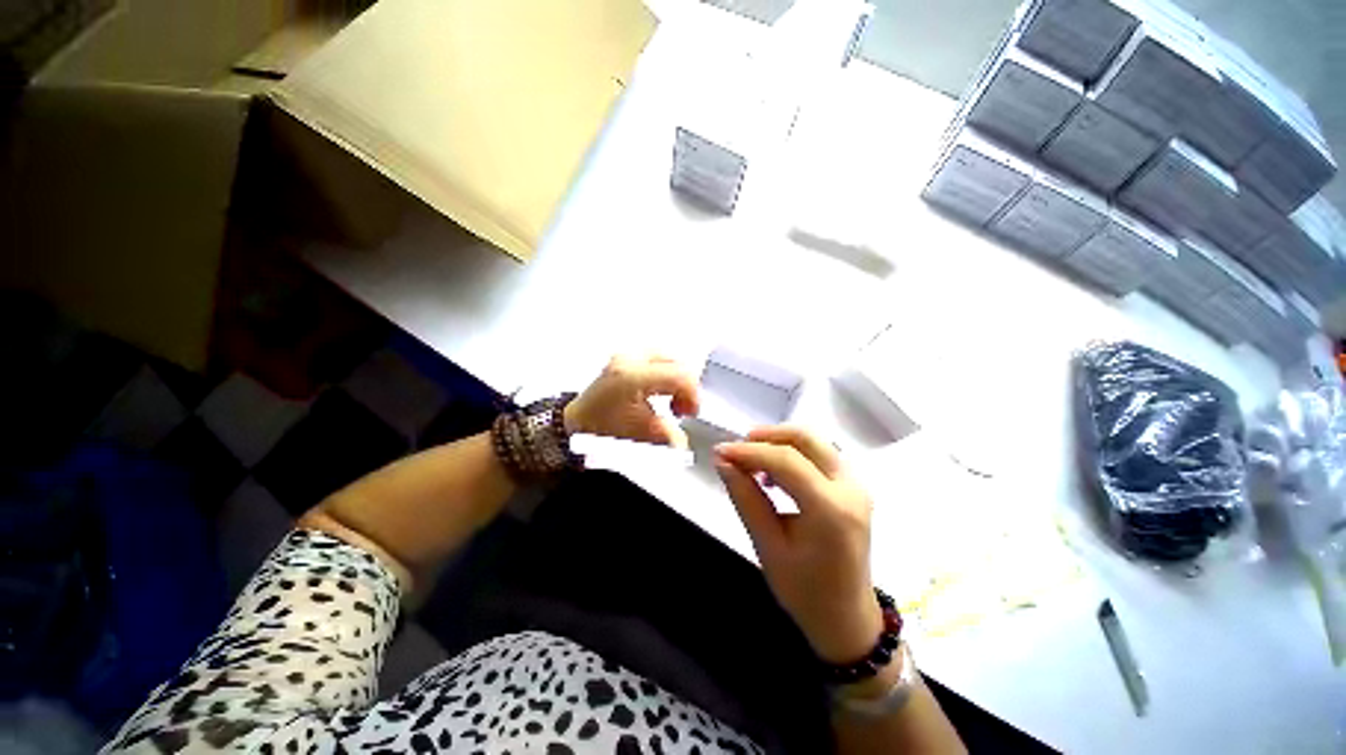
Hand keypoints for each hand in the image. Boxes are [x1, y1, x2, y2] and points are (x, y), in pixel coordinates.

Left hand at [565, 354, 700, 447]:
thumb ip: (668, 436)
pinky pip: (658, 359)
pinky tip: (663, 391)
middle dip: (686, 387)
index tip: (690, 413)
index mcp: (634, 376)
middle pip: (676, 363)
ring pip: (668, 359)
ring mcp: (627, 354)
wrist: (576, 423)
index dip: (692, 395)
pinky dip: (666, 374)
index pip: (679, 375)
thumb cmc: (602, 429)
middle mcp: (631, 358)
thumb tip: (684, 438)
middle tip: (683, 408)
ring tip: (673, 400)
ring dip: (677, 380)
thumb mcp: (640, 436)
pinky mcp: (626, 357)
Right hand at [715, 426, 882, 663]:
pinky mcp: (853, 487)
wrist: (847, 618)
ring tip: (752, 463)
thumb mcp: (767, 547)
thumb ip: (745, 498)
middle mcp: (850, 488)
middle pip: (806, 438)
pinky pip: (820, 454)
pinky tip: (774, 473)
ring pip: (814, 441)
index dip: (749, 451)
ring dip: (780, 443)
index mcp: (831, 509)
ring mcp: (856, 485)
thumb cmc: (805, 591)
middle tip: (738, 449)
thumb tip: (722, 462)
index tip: (720, 451)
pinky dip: (793, 454)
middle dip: (767, 436)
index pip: (786, 460)